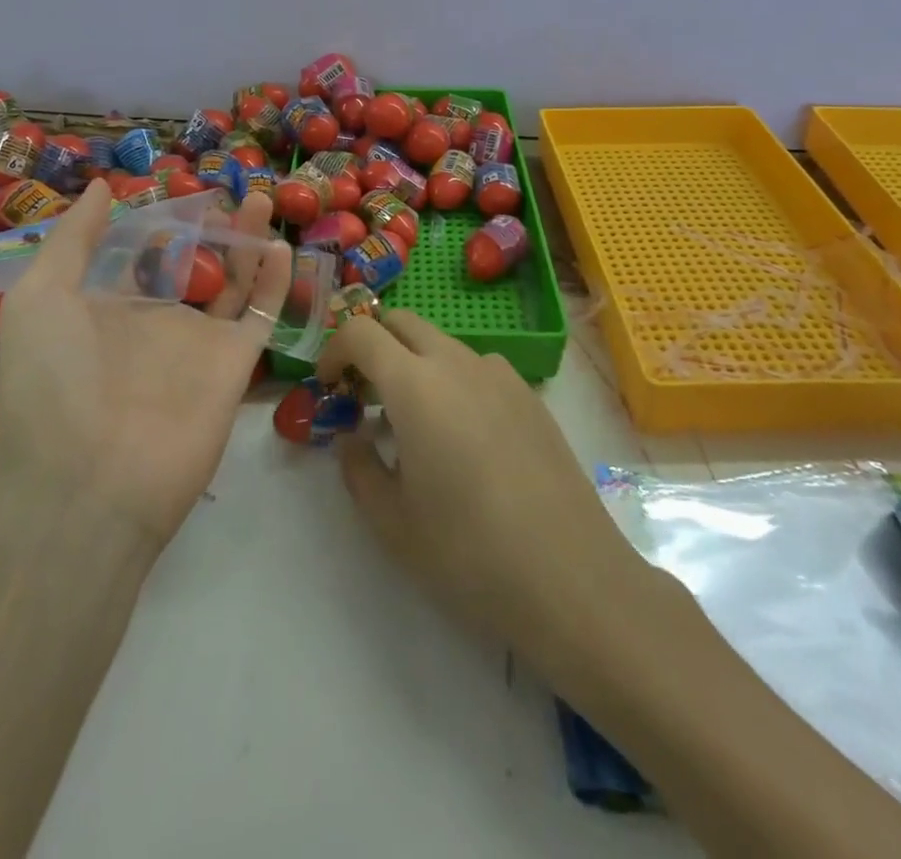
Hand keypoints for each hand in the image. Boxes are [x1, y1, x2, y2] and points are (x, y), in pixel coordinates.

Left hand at [0, 180, 292, 550]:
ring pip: (231, 282)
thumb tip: (104, 186)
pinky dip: (273, 283)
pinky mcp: (233, 364)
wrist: (89, 483)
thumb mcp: (41, 298)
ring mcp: (197, 342)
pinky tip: (279, 248)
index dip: (156, 220)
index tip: (176, 185)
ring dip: (247, 242)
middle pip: (190, 263)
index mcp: (106, 307)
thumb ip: (74, 239)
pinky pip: (259, 315)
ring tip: (260, 200)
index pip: (138, 253)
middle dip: (208, 228)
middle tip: (226, 192)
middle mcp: (154, 321)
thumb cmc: (53, 383)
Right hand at [324, 311, 657, 669]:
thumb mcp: (391, 520)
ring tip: (414, 426)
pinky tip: (464, 440)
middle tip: (364, 397)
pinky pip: (478, 368)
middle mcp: (458, 362)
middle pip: (403, 322)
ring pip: (442, 344)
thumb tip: (353, 437)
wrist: (571, 578)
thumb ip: (358, 467)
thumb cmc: (468, 551)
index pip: (361, 331)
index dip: (334, 350)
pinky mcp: (531, 396)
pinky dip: (453, 381)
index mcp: (415, 383)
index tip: (328, 386)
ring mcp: (501, 375)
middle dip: (374, 345)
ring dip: (415, 364)